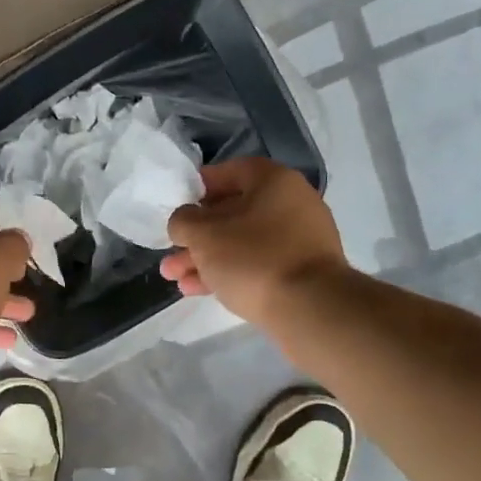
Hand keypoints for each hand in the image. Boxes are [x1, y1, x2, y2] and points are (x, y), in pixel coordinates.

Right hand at [162, 158, 348, 327]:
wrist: (309, 308)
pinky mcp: (300, 271)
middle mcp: (292, 204)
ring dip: (206, 259)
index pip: (231, 171)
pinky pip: (257, 264)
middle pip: (233, 213)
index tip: (177, 205)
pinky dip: (229, 272)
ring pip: (242, 243)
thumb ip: (184, 221)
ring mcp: (299, 240)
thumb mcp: (204, 235)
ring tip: (175, 278)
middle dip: (196, 236)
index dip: (199, 186)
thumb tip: (184, 220)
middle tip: (170, 253)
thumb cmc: (252, 258)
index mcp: (274, 182)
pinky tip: (197, 290)